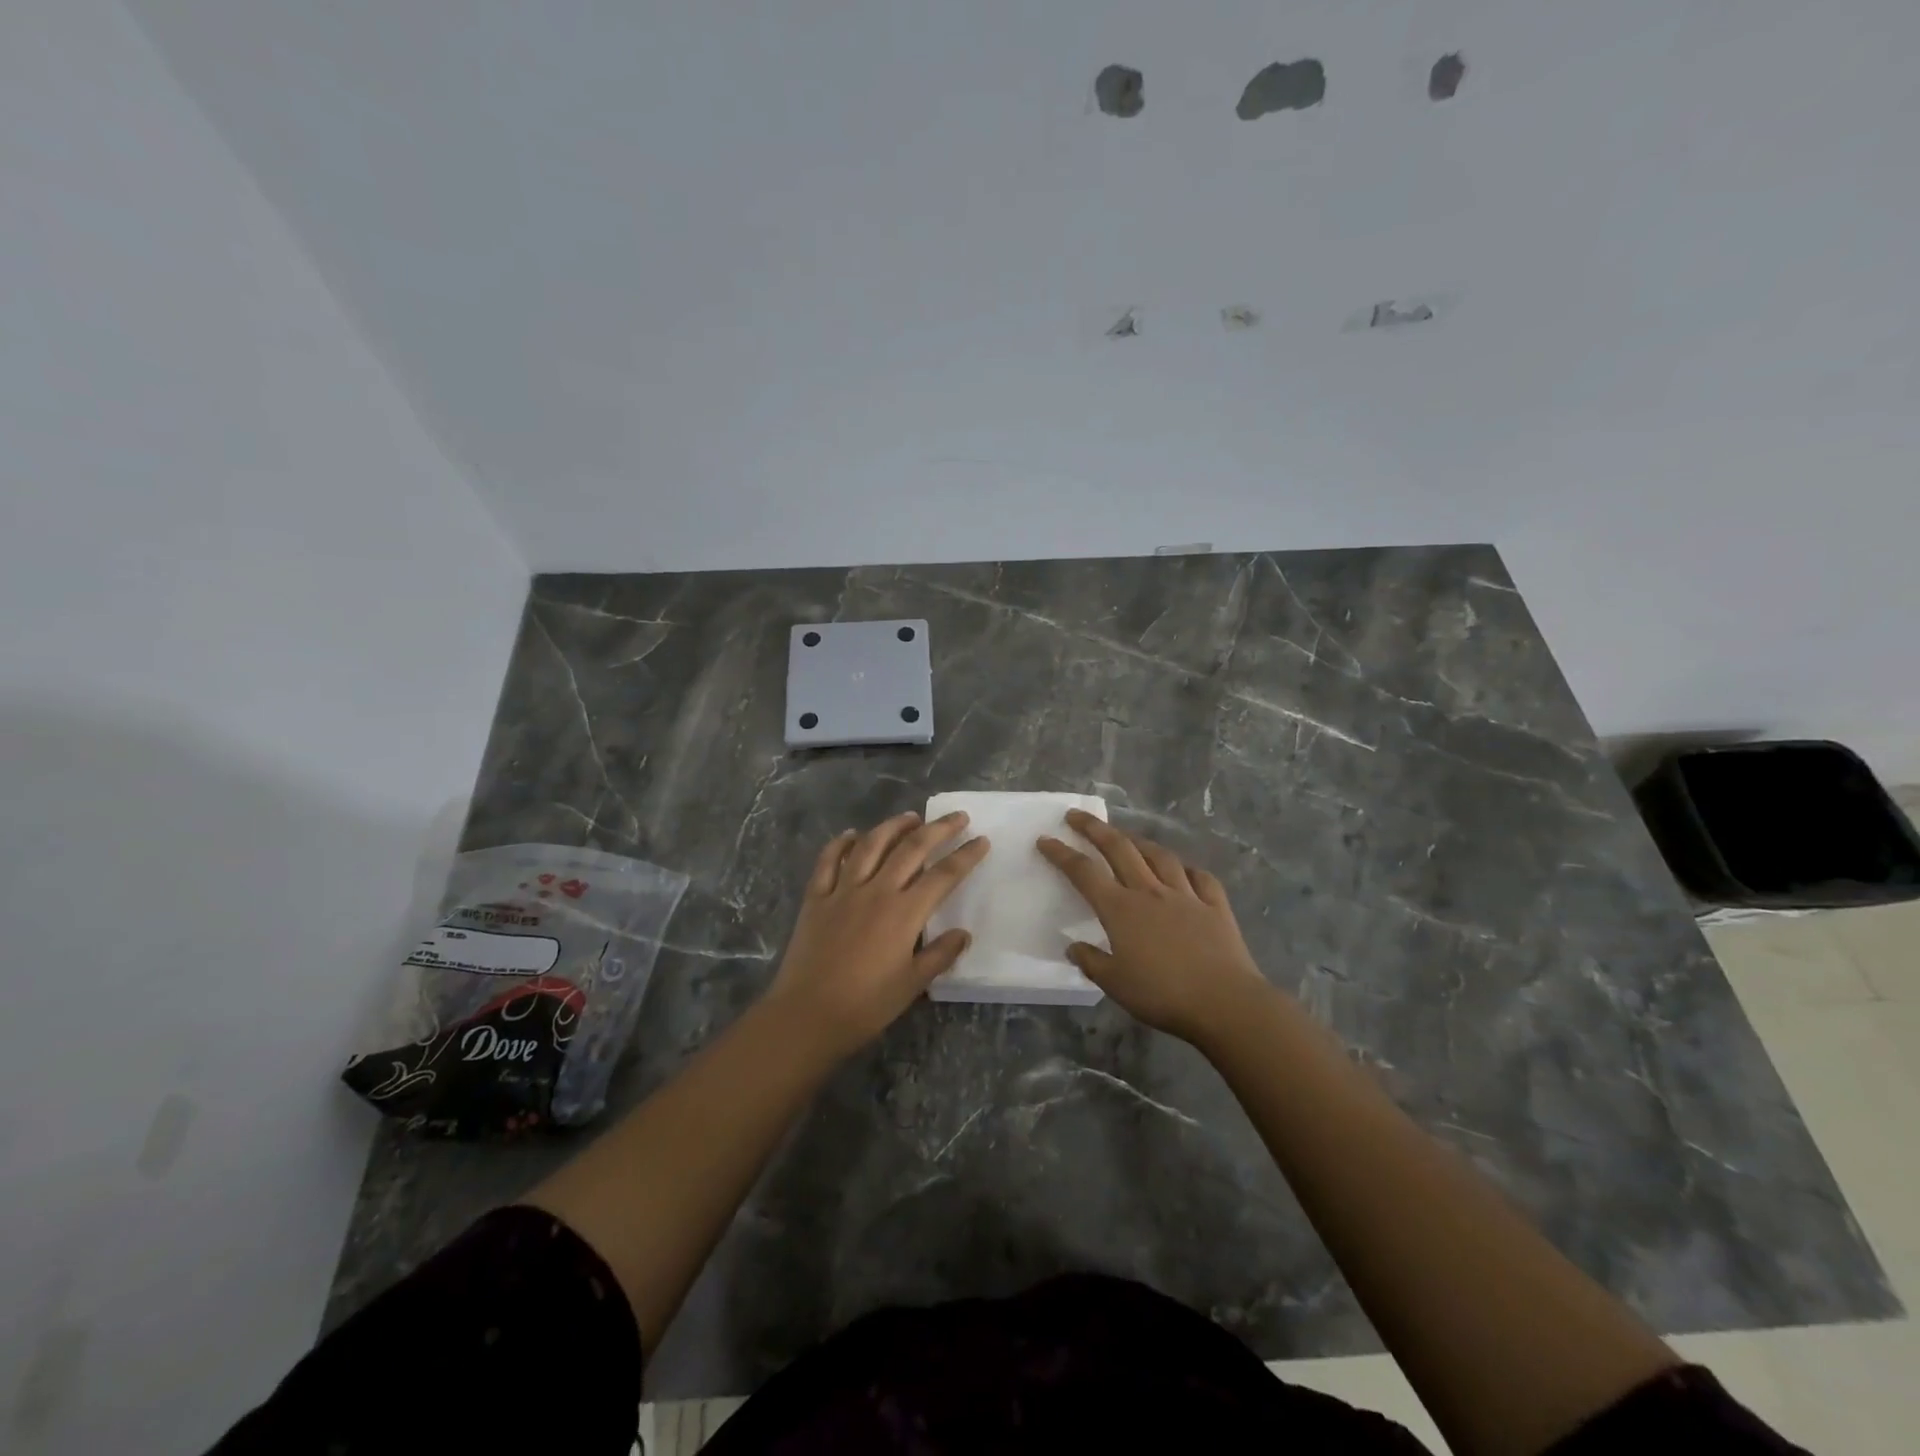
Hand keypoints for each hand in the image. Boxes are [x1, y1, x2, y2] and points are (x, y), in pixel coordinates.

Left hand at [767, 812, 989, 1056]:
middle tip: (956, 817)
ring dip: (893, 827)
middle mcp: (876, 891)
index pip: (943, 875)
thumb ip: (939, 955)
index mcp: (904, 913)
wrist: (807, 1015)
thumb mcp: (911, 985)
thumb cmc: (865, 1005)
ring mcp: (843, 891)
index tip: (982, 840)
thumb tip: (963, 933)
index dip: (966, 856)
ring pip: (871, 845)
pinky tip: (852, 834)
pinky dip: (841, 843)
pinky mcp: (816, 898)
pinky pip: (829, 861)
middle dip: (938, 829)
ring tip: (911, 817)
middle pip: (911, 849)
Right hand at [1037, 810, 1270, 1045]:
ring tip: (1128, 837)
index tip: (1045, 839)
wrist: (1224, 1001)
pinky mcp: (1215, 906)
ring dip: (1139, 842)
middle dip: (1095, 828)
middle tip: (1078, 816)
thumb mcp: (1115, 984)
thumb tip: (1073, 946)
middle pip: (1119, 849)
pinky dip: (1188, 870)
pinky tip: (1184, 870)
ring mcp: (1185, 895)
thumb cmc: (1162, 994)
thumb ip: (1091, 962)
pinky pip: (1201, 878)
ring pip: (1159, 856)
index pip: (1084, 873)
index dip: (1062, 854)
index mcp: (1121, 909)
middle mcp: (1150, 892)